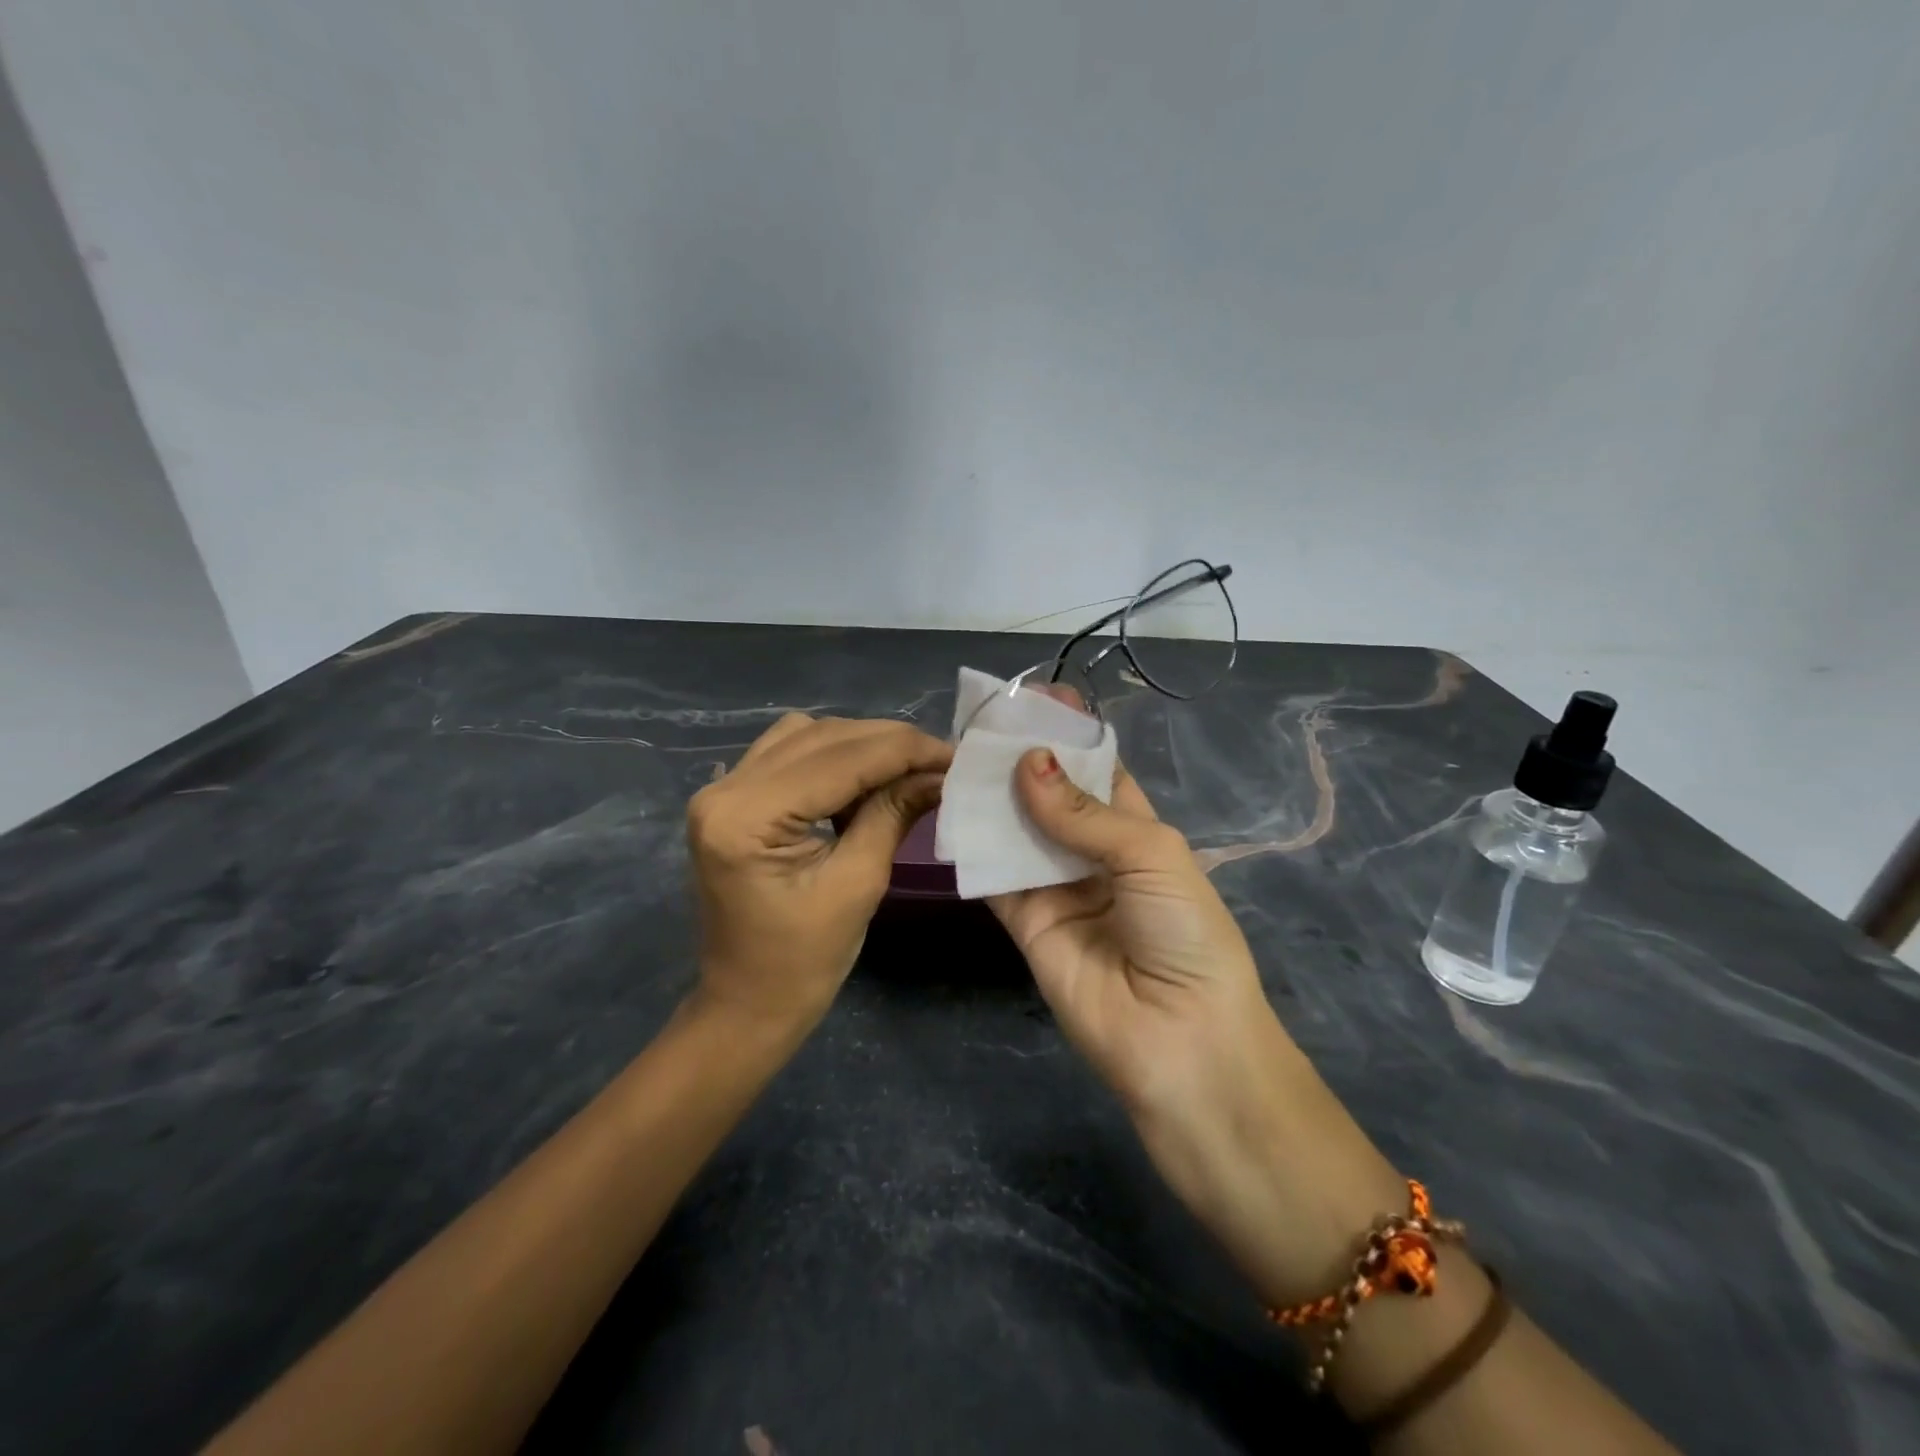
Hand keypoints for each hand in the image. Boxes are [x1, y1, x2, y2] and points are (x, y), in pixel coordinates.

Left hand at [687, 714, 950, 1031]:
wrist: (747, 1004)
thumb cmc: (803, 962)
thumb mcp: (858, 885)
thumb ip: (893, 814)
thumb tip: (939, 772)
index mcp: (747, 817)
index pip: (841, 759)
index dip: (906, 750)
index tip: (956, 756)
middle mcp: (725, 788)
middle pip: (822, 736)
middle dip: (889, 743)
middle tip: (940, 763)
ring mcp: (722, 789)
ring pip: (807, 735)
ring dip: (861, 746)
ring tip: (905, 773)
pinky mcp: (731, 797)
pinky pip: (790, 754)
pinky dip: (835, 759)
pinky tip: (865, 783)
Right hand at [990, 737, 1406, 1305]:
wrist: (1180, 1043)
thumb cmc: (1185, 935)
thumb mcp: (1151, 856)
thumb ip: (1083, 812)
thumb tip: (1026, 763)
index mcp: (1137, 830)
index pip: (1097, 770)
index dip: (1068, 736)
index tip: (1032, 699)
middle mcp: (1093, 853)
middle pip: (1050, 796)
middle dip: (1022, 761)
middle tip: (980, 724)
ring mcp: (1056, 888)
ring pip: (1017, 830)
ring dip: (992, 797)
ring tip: (956, 755)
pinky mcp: (1024, 923)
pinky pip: (995, 876)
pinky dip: (974, 847)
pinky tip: (950, 811)